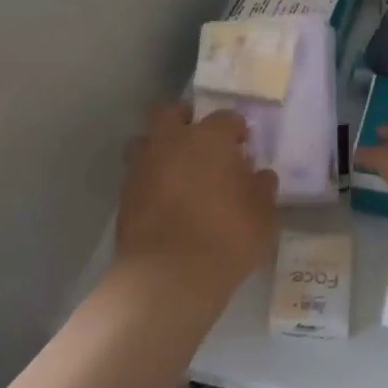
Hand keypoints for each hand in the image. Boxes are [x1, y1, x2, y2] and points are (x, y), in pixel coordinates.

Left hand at [112, 103, 278, 314]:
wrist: (169, 275)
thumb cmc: (226, 237)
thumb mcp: (263, 215)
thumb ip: (262, 188)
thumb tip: (260, 175)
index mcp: (209, 138)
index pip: (225, 118)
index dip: (236, 130)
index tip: (243, 146)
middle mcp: (171, 142)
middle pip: (170, 112)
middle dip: (184, 119)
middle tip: (201, 140)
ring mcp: (142, 166)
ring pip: (146, 139)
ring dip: (160, 146)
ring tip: (178, 169)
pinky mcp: (125, 194)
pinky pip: (138, 172)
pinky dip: (151, 177)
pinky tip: (166, 197)